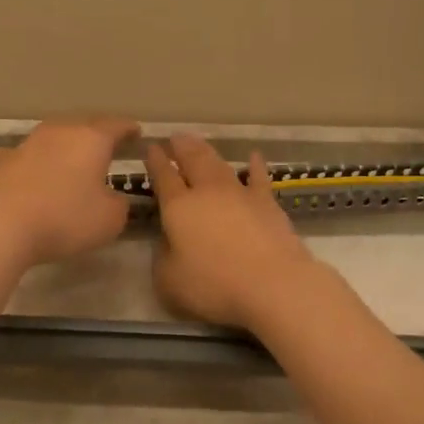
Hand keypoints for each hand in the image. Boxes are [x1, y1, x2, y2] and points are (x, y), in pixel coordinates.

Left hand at [0, 117, 140, 266]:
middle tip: (108, 145)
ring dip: (65, 146)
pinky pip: (29, 156)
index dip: (129, 130)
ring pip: (54, 136)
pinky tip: (36, 171)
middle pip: (84, 125)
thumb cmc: (65, 218)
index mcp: (92, 139)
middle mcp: (60, 132)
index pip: (117, 126)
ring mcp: (28, 144)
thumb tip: (111, 198)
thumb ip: (118, 204)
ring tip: (73, 159)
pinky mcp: (3, 161)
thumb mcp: (110, 219)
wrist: (0, 225)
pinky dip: (38, 162)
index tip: (137, 133)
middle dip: (97, 133)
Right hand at [144, 134, 316, 328]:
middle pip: (192, 161)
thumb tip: (168, 241)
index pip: (163, 177)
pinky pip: (258, 177)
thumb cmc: (214, 285)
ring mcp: (239, 194)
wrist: (273, 283)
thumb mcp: (169, 280)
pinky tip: (254, 157)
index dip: (155, 162)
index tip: (150, 148)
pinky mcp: (267, 203)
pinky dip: (255, 166)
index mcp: (178, 207)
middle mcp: (207, 192)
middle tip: (174, 138)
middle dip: (180, 148)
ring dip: (207, 151)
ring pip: (219, 164)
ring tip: (198, 142)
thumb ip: (163, 256)